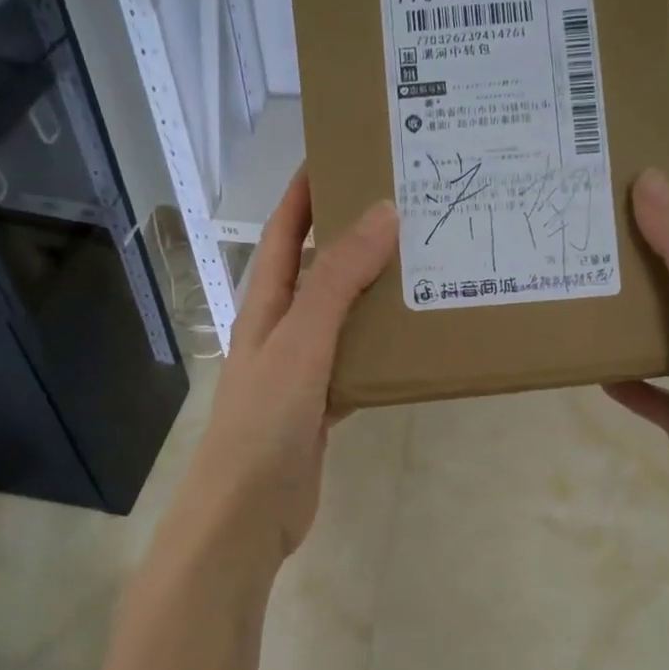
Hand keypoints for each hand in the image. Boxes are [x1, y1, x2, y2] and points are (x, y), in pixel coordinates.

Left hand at [177, 168, 396, 569]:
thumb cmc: (264, 422)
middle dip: (351, 236)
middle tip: (406, 208)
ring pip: (342, 317)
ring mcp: (302, 369)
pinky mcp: (322, 406)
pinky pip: (356, 364)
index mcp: (265, 306)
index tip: (342, 154)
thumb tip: (381, 214)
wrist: (246, 515)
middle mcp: (281, 329)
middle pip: (316, 270)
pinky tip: (413, 341)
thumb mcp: (301, 343)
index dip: (305, 192)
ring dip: (373, 293)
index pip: (282, 233)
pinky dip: (380, 350)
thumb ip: (337, 282)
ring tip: (422, 265)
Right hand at [604, 168, 668, 572]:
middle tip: (574, 227)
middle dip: (635, 248)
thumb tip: (651, 178)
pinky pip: (648, 390)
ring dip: (625, 310)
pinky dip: (622, 376)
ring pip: (661, 330)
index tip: (612, 173)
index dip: (668, 196)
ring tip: (573, 285)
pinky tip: (588, 367)